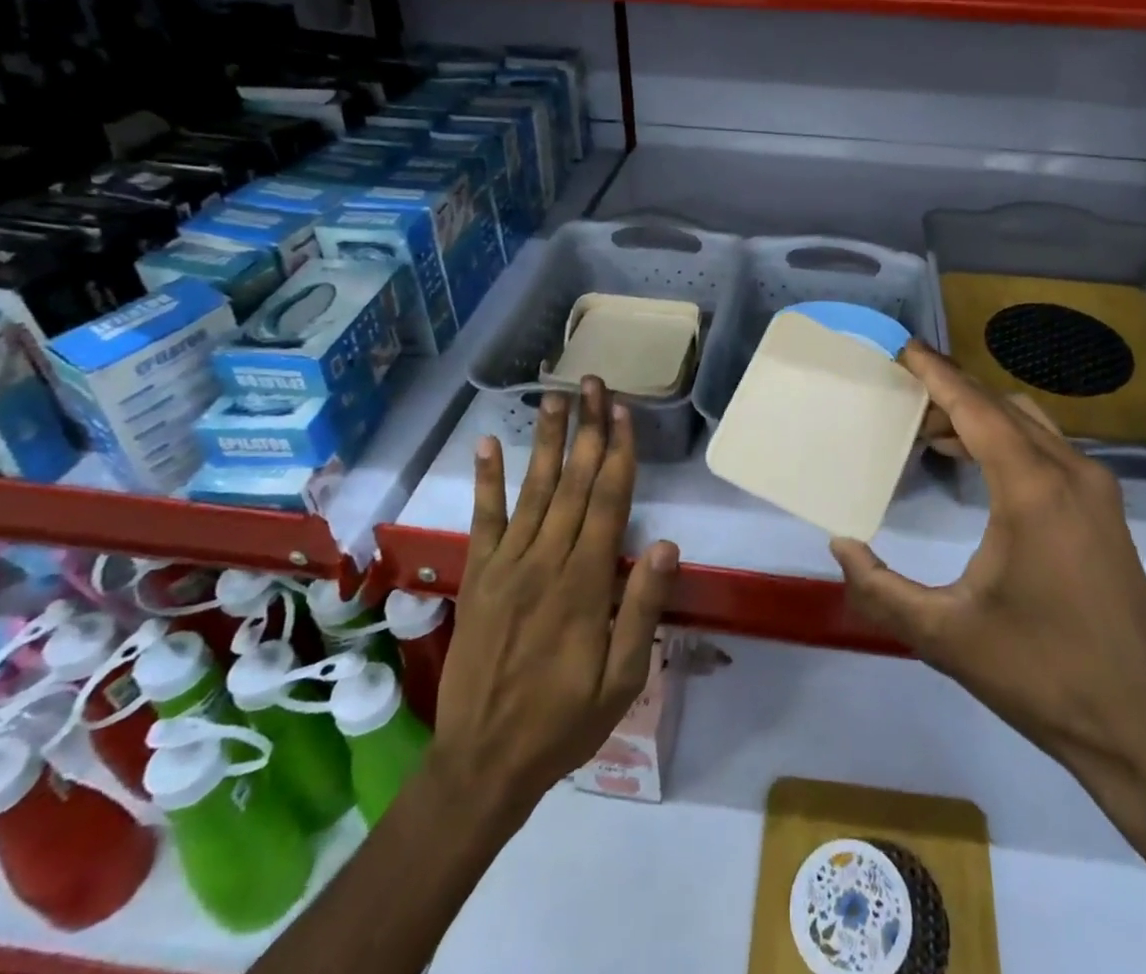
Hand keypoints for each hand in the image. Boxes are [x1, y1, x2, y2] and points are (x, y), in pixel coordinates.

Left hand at [430, 379, 677, 822]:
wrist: (482, 763)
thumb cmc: (565, 722)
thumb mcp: (622, 679)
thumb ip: (642, 609)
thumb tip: (666, 545)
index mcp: (585, 583)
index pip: (608, 501)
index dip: (618, 452)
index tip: (622, 411)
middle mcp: (546, 561)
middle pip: (574, 482)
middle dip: (587, 429)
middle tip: (592, 382)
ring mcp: (507, 565)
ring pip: (534, 489)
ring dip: (547, 440)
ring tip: (554, 396)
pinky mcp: (479, 576)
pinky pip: (484, 519)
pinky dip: (487, 480)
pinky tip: (489, 443)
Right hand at [832, 343, 1145, 803]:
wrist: (1144, 730)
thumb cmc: (1042, 676)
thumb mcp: (945, 635)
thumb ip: (880, 589)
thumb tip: (840, 544)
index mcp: (1033, 489)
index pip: (976, 407)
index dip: (936, 373)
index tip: (902, 348)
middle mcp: (1071, 472)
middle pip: (1002, 405)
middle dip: (952, 391)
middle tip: (902, 394)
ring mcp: (1097, 488)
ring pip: (1029, 422)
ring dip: (981, 415)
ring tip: (929, 431)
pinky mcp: (1106, 510)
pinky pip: (1048, 448)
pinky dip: (1007, 437)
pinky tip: (977, 465)